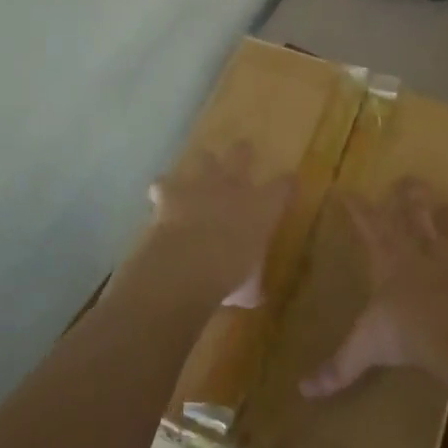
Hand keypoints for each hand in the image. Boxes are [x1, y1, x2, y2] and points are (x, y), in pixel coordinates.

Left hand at [128, 143, 294, 303]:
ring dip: (201, 166)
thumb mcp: (249, 288)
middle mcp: (234, 187)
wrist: (188, 264)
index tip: (288, 182)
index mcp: (262, 207)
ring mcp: (201, 184)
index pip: (283, 186)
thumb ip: (252, 285)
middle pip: (241, 154)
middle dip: (242, 153)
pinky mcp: (171, 192)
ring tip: (198, 174)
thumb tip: (255, 294)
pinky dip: (163, 190)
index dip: (286, 183)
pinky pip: (164, 183)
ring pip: (204, 158)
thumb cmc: (230, 276)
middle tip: (242, 154)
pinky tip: (160, 196)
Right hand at [302, 177, 447, 396]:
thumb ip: (338, 367)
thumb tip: (304, 391)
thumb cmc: (405, 333)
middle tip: (409, 182)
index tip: (346, 191)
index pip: (367, 222)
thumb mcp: (365, 349)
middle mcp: (422, 248)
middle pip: (415, 208)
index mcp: (389, 257)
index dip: (356, 206)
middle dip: (410, 193)